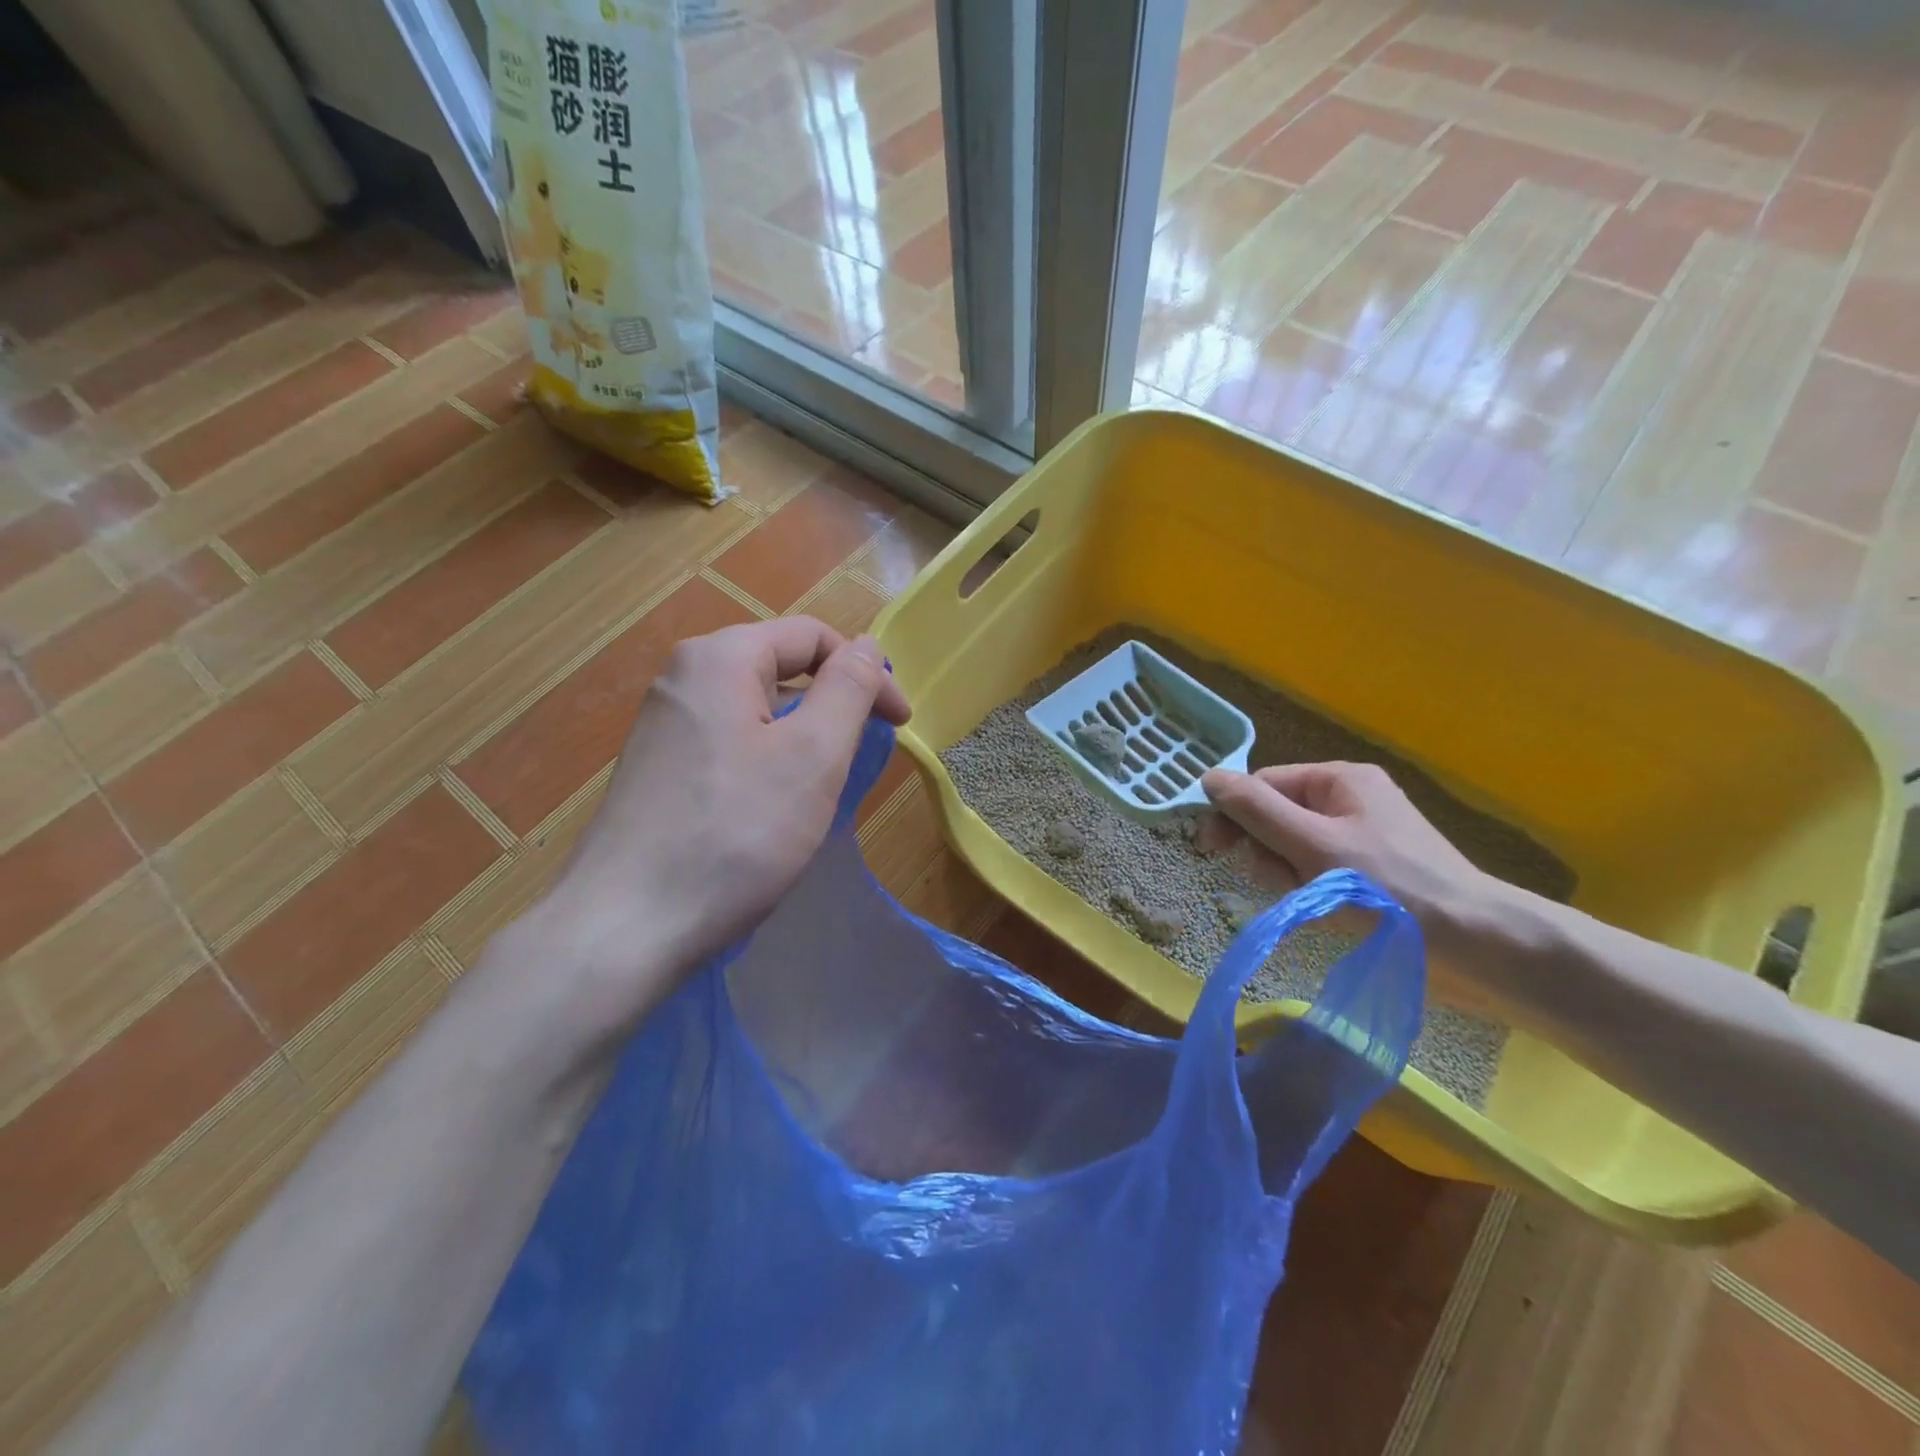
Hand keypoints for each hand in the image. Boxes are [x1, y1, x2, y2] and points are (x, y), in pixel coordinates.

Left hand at [534, 617, 909, 1026]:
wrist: (626, 927)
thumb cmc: (736, 833)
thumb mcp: (813, 755)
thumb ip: (849, 688)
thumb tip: (865, 646)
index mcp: (719, 658)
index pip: (812, 637)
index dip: (867, 673)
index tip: (900, 724)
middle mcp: (683, 678)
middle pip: (781, 668)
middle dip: (834, 704)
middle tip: (863, 758)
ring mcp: (663, 725)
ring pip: (756, 710)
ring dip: (803, 736)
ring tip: (823, 787)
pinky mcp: (658, 770)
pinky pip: (729, 743)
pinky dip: (768, 761)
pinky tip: (773, 809)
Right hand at [1200, 762, 1503, 1009]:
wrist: (1478, 946)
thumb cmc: (1390, 888)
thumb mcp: (1313, 845)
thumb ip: (1256, 810)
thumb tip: (1208, 777)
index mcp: (1339, 780)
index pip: (1263, 785)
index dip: (1234, 815)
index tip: (1210, 850)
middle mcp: (1349, 800)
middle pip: (1276, 817)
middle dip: (1268, 852)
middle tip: (1282, 882)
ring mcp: (1362, 837)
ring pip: (1293, 849)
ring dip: (1289, 876)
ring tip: (1313, 902)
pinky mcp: (1371, 872)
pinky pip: (1318, 872)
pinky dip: (1312, 892)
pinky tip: (1328, 913)